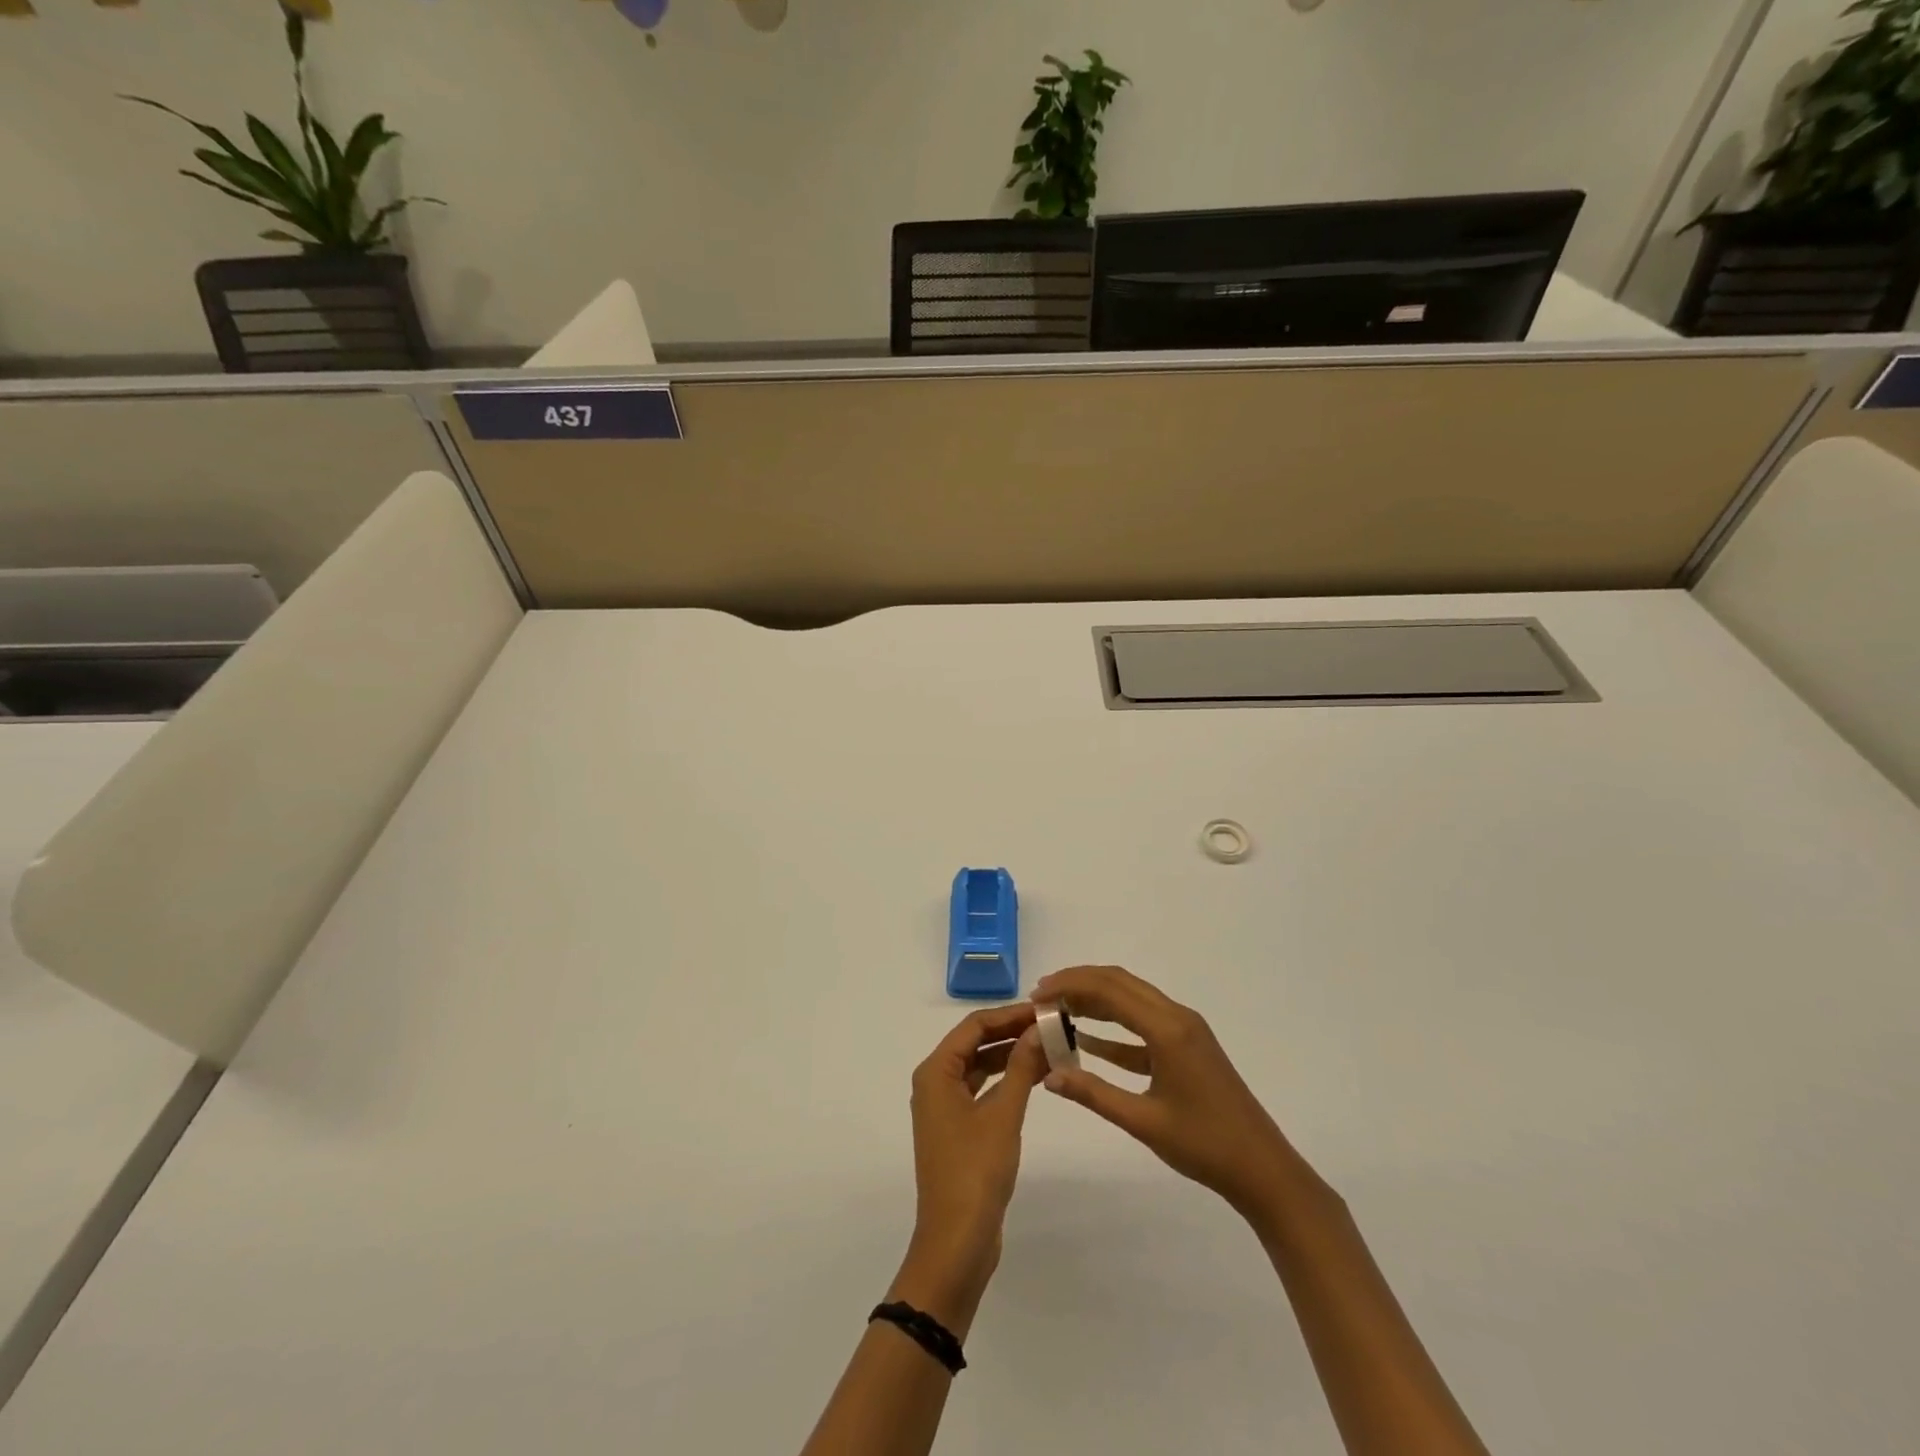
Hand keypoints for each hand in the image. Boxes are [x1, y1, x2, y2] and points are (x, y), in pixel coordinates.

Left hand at [890, 1003, 1046, 1336]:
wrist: (956, 1242)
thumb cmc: (976, 1171)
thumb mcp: (1004, 1114)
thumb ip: (1022, 1066)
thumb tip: (1040, 1028)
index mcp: (935, 1072)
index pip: (974, 1025)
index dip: (1010, 1014)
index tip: (1044, 1009)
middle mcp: (935, 1082)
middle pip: (975, 1043)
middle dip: (1012, 1032)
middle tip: (1052, 1026)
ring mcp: (945, 1107)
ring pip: (980, 1066)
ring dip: (1011, 1056)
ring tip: (1050, 1047)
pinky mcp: (957, 1129)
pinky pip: (982, 1089)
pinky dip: (1007, 1080)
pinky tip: (1035, 1077)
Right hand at [1034, 965, 1318, 1219]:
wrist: (1262, 1169)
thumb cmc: (1204, 1145)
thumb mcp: (1143, 1122)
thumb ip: (1093, 1094)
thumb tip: (1049, 1076)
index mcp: (1167, 1028)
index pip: (1109, 989)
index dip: (1070, 985)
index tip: (1037, 995)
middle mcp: (1176, 1017)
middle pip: (1119, 983)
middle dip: (1079, 983)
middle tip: (1042, 997)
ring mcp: (1184, 1030)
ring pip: (1131, 999)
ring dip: (1095, 1000)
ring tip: (1058, 1010)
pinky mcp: (1186, 1047)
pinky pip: (1143, 1025)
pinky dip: (1114, 1029)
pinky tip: (1087, 1041)